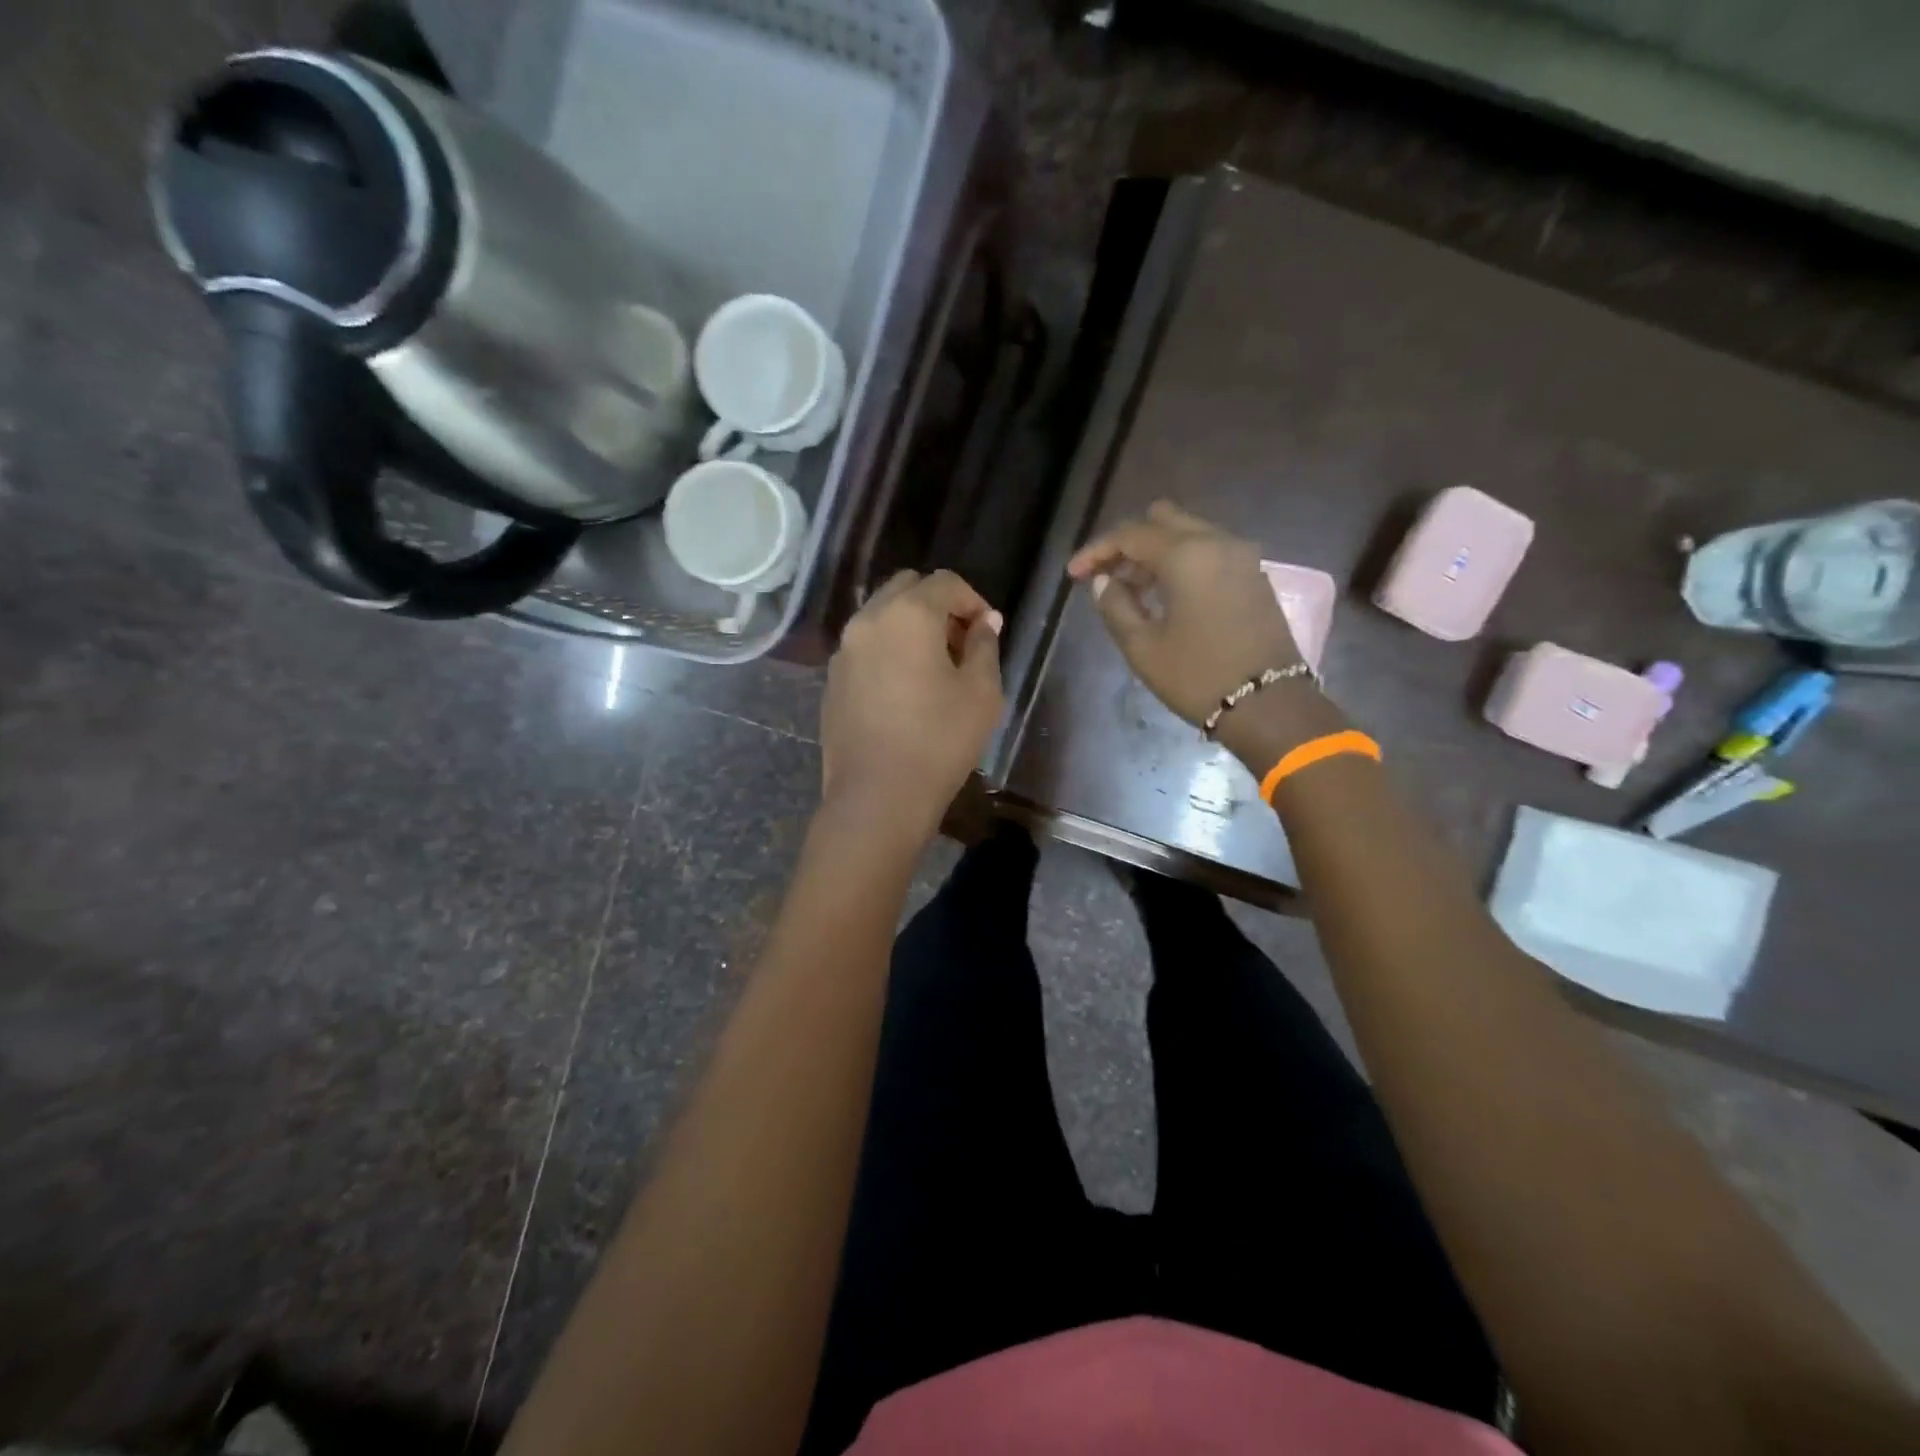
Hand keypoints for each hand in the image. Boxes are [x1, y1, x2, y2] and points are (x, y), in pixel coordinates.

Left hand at [820, 569, 1004, 842]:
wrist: (877, 796)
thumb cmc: (939, 741)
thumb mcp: (981, 692)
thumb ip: (985, 646)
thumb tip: (985, 622)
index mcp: (908, 614)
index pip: (946, 582)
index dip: (974, 600)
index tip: (988, 632)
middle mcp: (868, 620)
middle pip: (907, 588)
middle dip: (939, 605)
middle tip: (961, 643)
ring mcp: (844, 650)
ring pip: (881, 615)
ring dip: (910, 625)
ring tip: (933, 666)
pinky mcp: (832, 679)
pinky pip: (865, 646)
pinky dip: (888, 649)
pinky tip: (904, 688)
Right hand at [1068, 501, 1306, 726]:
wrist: (1269, 706)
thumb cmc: (1197, 677)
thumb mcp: (1143, 647)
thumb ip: (1115, 606)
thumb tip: (1103, 582)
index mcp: (1186, 555)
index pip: (1130, 534)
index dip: (1096, 552)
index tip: (1074, 575)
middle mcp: (1217, 542)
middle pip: (1163, 520)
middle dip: (1129, 543)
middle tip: (1108, 576)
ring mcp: (1242, 557)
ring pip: (1189, 533)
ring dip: (1156, 553)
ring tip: (1133, 590)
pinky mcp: (1255, 576)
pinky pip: (1210, 552)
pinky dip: (1183, 562)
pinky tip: (1167, 595)